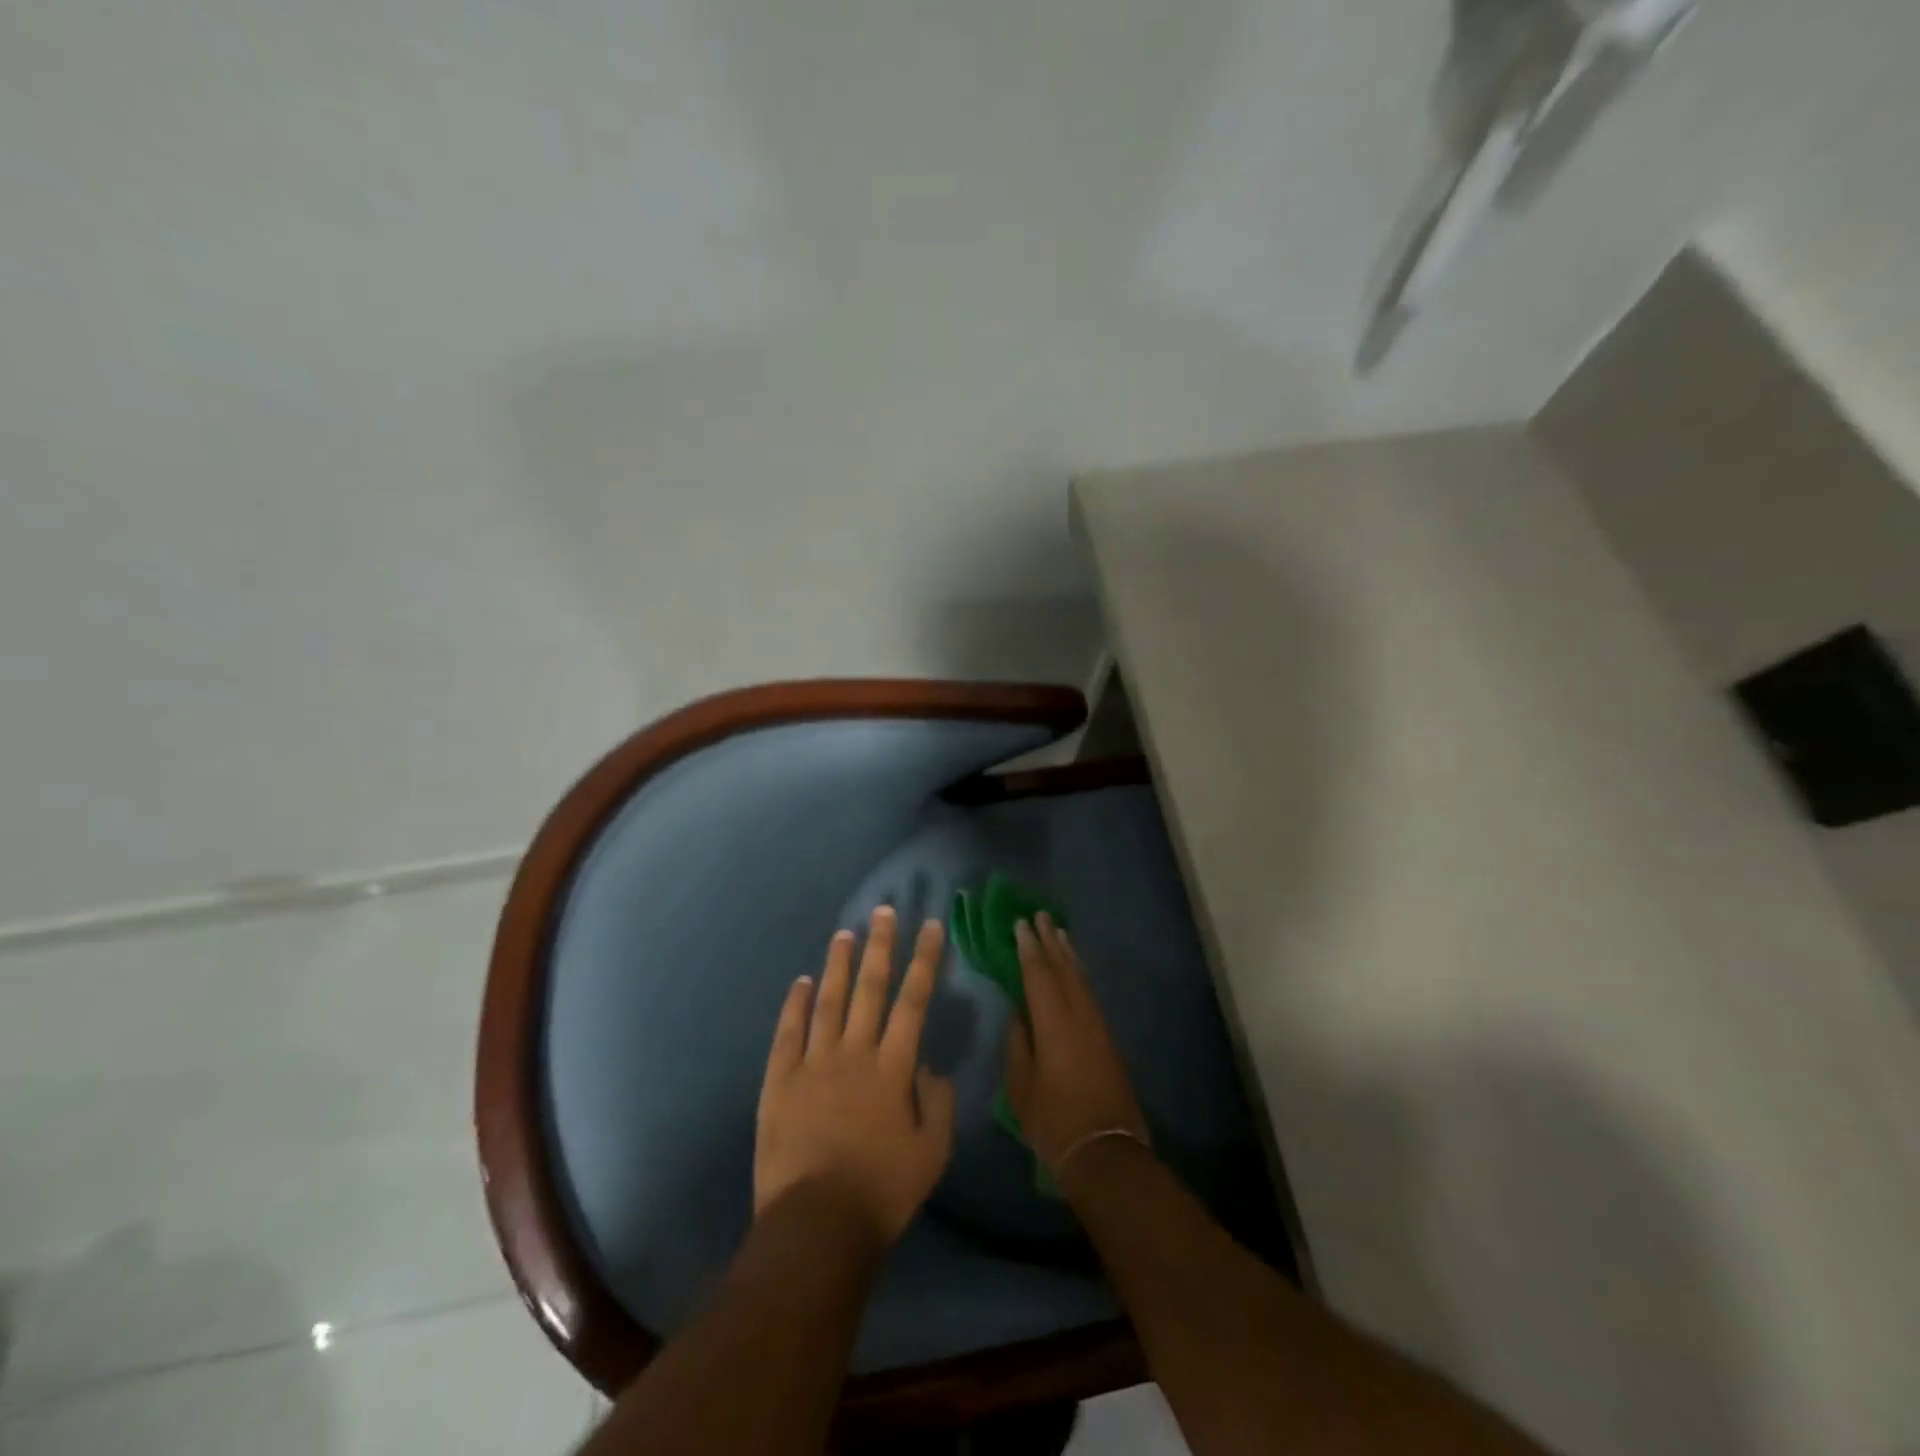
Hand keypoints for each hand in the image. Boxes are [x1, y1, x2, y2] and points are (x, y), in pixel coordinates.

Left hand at [755, 907, 956, 1246]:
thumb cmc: (881, 1193)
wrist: (815, 1227)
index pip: (913, 1002)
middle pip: (870, 989)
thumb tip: (928, 1066)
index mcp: (892, 1068)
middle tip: (885, 911)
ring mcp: (812, 1065)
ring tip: (845, 933)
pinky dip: (794, 1005)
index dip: (924, 961)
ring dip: (838, 965)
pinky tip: (800, 982)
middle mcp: (853, 1054)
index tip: (930, 927)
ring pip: (828, 1002)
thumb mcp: (932, 1154)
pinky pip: (787, 1033)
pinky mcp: (779, 1082)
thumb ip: (938, 1104)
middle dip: (881, 946)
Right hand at [1004, 914, 1148, 1175]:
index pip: (1038, 975)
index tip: (1020, 924)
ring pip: (1081, 979)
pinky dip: (1079, 975)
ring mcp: (1098, 1026)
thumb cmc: (1054, 1121)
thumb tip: (1019, 1013)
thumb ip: (1018, 1043)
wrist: (1106, 1151)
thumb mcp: (1021, 1085)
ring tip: (1059, 933)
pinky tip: (1074, 972)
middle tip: (1041, 916)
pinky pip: (1089, 993)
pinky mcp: (1107, 1039)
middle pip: (1064, 969)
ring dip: (1068, 954)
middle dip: (1051, 941)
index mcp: (1054, 1023)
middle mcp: (1079, 1016)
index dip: (1028, 948)